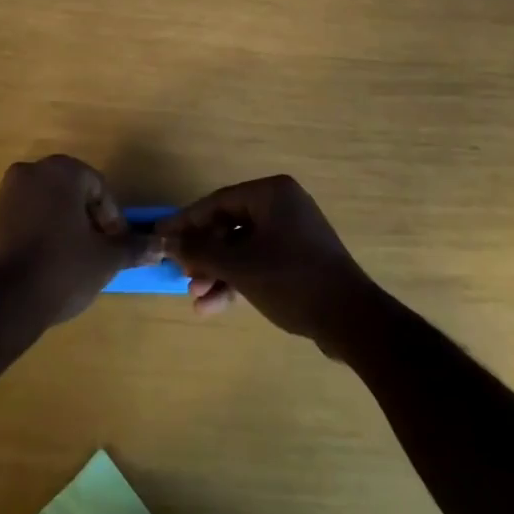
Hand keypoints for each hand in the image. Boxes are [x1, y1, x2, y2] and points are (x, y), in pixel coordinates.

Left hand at [0, 156, 158, 328]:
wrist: (2, 303)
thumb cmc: (62, 269)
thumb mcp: (105, 259)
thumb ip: (133, 247)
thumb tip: (160, 245)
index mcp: (60, 171)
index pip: (98, 187)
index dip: (112, 218)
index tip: (116, 246)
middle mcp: (29, 172)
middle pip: (70, 192)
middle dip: (87, 219)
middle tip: (98, 250)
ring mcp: (4, 195)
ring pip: (46, 204)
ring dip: (63, 225)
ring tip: (74, 260)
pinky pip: (23, 219)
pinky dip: (39, 233)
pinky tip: (46, 264)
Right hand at [159, 175, 385, 356]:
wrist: (352, 320)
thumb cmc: (292, 280)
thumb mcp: (241, 267)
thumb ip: (202, 252)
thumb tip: (170, 242)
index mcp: (271, 193)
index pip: (217, 202)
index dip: (187, 222)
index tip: (161, 237)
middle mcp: (282, 205)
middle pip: (229, 225)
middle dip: (205, 254)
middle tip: (182, 275)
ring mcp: (292, 232)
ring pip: (242, 248)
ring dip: (218, 272)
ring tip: (197, 298)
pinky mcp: (298, 259)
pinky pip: (259, 262)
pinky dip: (238, 281)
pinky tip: (215, 306)